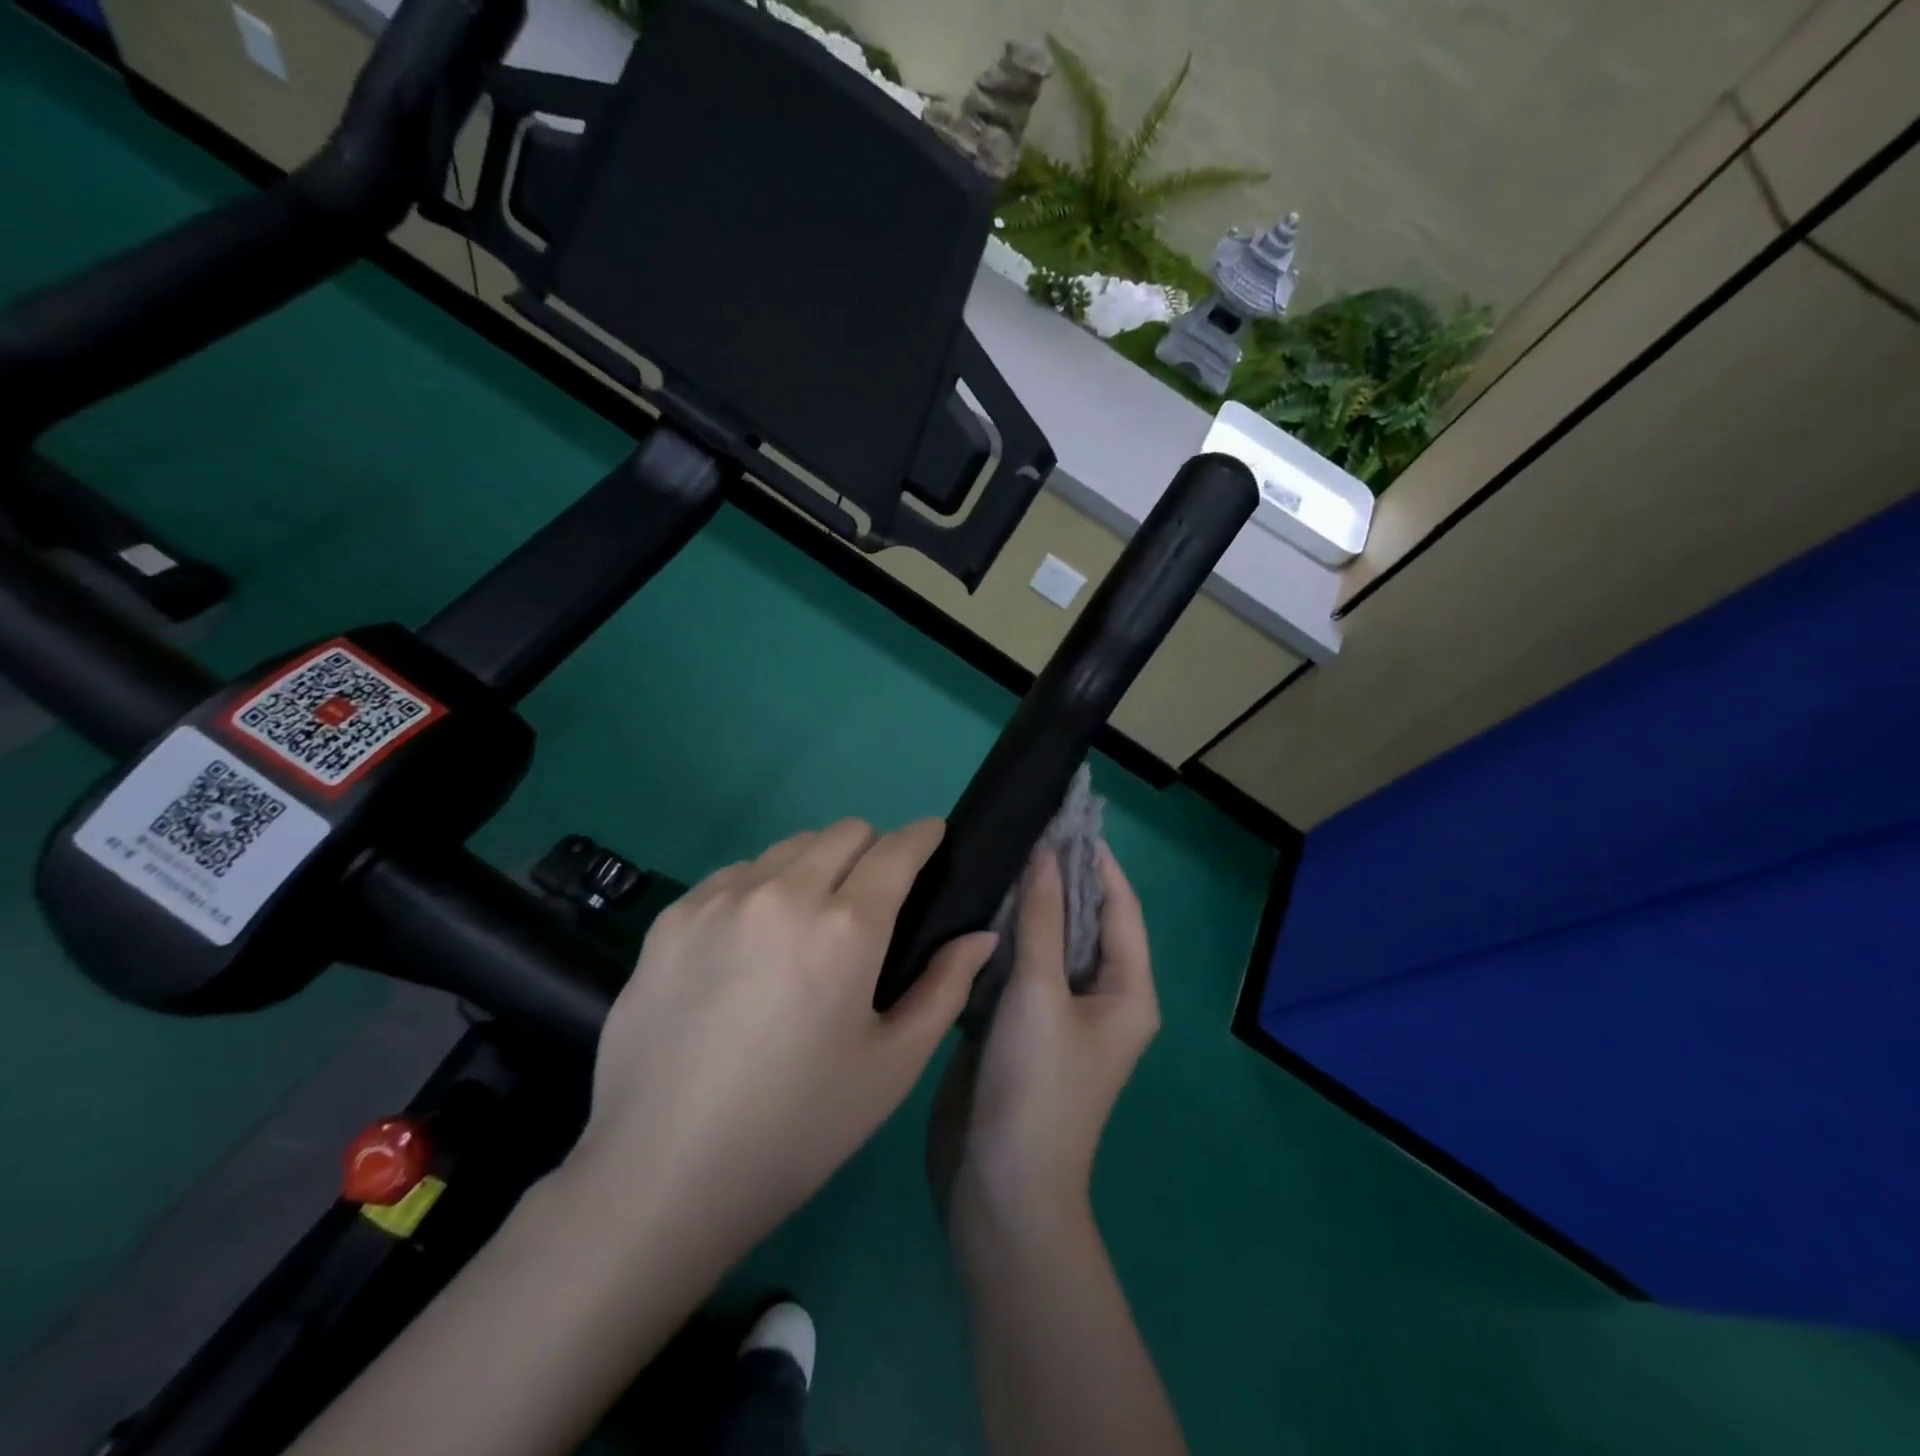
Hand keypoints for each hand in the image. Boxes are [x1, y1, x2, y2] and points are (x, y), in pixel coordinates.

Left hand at [563, 818, 997, 1266]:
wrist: (662, 1172)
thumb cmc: (797, 1127)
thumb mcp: (892, 1067)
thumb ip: (945, 988)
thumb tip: (980, 935)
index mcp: (846, 927)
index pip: (898, 848)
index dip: (924, 836)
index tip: (932, 840)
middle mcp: (784, 892)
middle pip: (846, 832)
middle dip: (873, 850)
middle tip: (872, 901)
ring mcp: (722, 898)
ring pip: (789, 847)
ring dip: (816, 867)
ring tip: (808, 924)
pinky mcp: (674, 916)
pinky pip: (736, 874)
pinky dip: (761, 888)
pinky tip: (751, 945)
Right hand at [928, 843, 1158, 1235]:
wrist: (1000, 1187)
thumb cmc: (1036, 1086)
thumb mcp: (1039, 994)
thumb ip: (1041, 920)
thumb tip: (1045, 855)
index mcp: (1126, 991)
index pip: (1119, 907)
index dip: (1098, 861)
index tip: (1066, 818)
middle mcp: (1098, 997)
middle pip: (1082, 922)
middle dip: (1057, 878)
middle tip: (1020, 830)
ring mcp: (1056, 1013)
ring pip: (1045, 943)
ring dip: (1026, 906)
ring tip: (994, 858)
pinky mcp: (1018, 1027)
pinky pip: (1016, 967)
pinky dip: (1001, 938)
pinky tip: (972, 907)